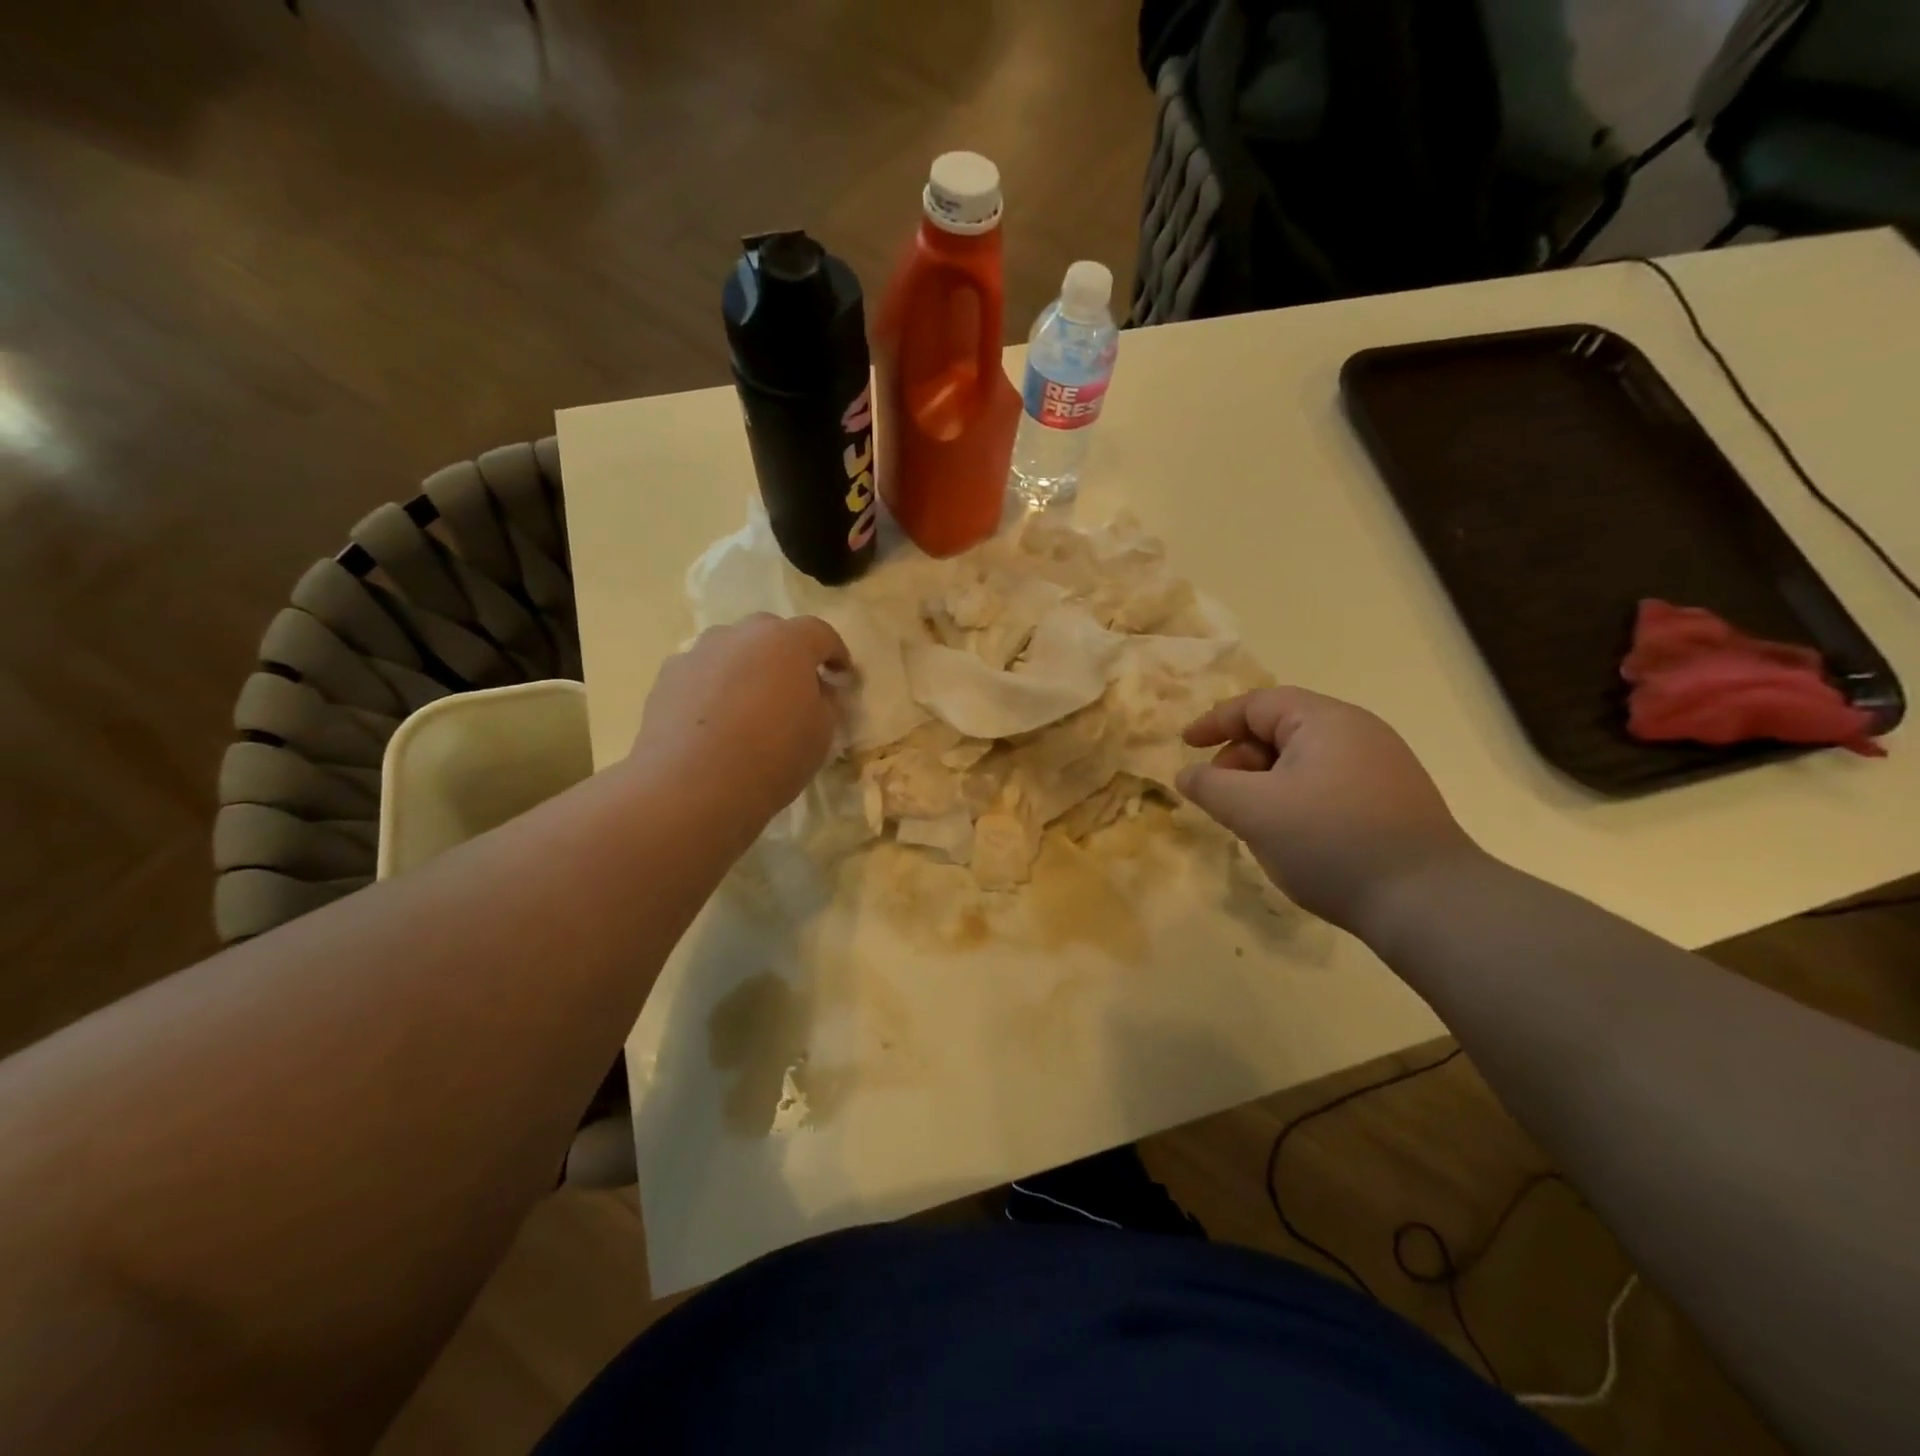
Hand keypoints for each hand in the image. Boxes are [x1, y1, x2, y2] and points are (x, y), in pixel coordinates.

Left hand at [633, 614, 848, 825]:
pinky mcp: (666, 678)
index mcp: (786, 642)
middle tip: (795, 686)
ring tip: (751, 703)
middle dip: (787, 654)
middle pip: (770, 632)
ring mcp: (698, 653)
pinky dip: (714, 687)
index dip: (836, 653)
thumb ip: (826, 702)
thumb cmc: (772, 757)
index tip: (842, 675)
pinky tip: (716, 721)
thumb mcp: (821, 734)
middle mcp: (740, 636)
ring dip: (747, 667)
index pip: (820, 633)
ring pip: (732, 650)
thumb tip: (817, 690)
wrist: (691, 787)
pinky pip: (702, 673)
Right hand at [1177, 687, 1480, 931]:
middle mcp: (1358, 731)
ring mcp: (1382, 766)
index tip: (1184, 746)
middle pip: (1280, 729)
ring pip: (1304, 760)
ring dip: (1266, 782)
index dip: (1214, 722)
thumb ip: (1210, 785)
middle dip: (1240, 757)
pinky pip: (1328, 783)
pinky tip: (1292, 834)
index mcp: (1325, 720)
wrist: (1427, 900)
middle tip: (1220, 796)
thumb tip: (1186, 774)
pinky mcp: (1394, 800)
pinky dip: (1296, 797)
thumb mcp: (1252, 810)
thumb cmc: (1329, 841)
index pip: (1256, 704)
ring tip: (1252, 820)